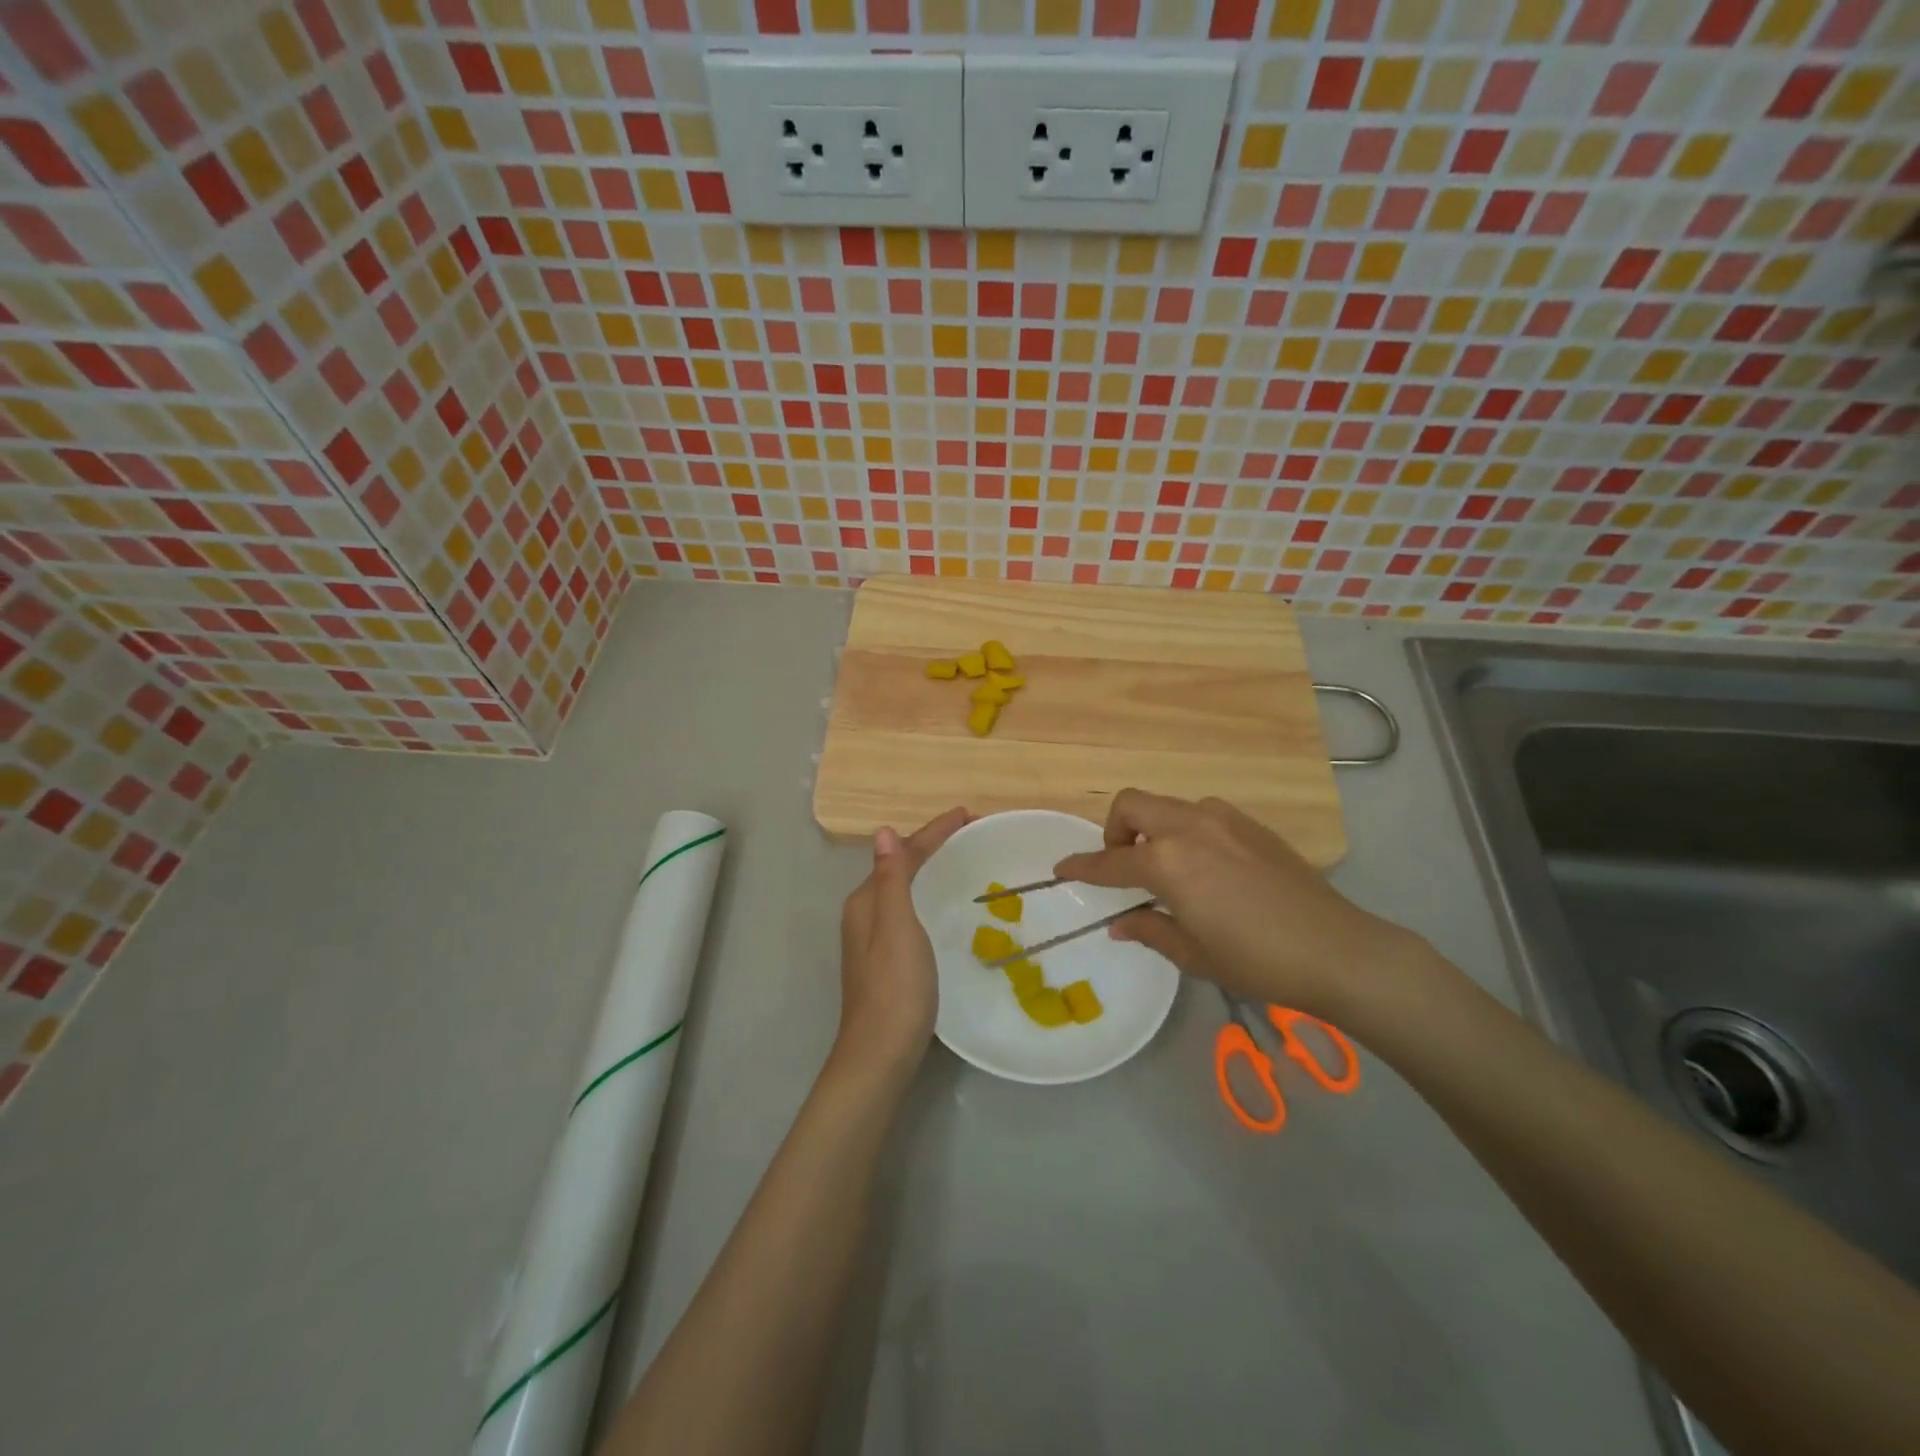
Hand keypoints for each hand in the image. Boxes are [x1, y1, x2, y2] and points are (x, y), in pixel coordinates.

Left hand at [835, 807, 968, 1076]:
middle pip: (900, 867)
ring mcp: (873, 939)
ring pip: (903, 889)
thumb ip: (891, 879)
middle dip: (932, 845)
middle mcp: (865, 914)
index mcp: (866, 901)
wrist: (880, 1053)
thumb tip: (884, 831)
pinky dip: (928, 894)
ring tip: (960, 858)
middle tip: (970, 833)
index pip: (903, 853)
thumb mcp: (897, 926)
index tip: (968, 815)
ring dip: (929, 868)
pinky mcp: (886, 960)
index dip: (934, 832)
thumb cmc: (894, 987)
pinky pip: (909, 910)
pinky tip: (943, 905)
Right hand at [1054, 790, 1427, 1019]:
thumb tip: (1120, 924)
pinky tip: (1207, 866)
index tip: (1062, 868)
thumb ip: (1150, 930)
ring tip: (1168, 867)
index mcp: (1168, 861)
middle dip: (1115, 830)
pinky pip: (1202, 813)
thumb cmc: (1256, 959)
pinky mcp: (1251, 824)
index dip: (1082, 866)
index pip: (1110, 860)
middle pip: (1132, 805)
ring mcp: (1223, 819)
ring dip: (1154, 828)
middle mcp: (1189, 827)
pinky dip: (1186, 830)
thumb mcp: (1194, 953)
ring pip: (1168, 805)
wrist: (1337, 948)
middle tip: (1124, 865)